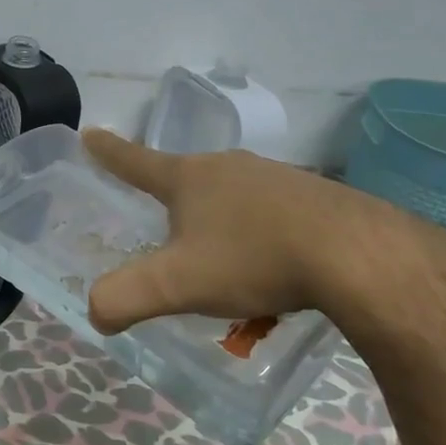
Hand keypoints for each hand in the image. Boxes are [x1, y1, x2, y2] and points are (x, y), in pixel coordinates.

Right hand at [82, 128, 445, 333]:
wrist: (356, 255)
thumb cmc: (254, 259)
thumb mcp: (178, 284)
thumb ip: (126, 297)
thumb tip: (96, 312)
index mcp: (189, 179)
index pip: (136, 162)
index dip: (109, 152)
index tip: (90, 133)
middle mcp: (228, 167)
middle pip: (186, 178)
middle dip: (171, 198)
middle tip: (163, 225)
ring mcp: (274, 177)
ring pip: (230, 195)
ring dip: (217, 219)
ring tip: (222, 259)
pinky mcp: (312, 197)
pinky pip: (268, 210)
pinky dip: (257, 232)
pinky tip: (271, 264)